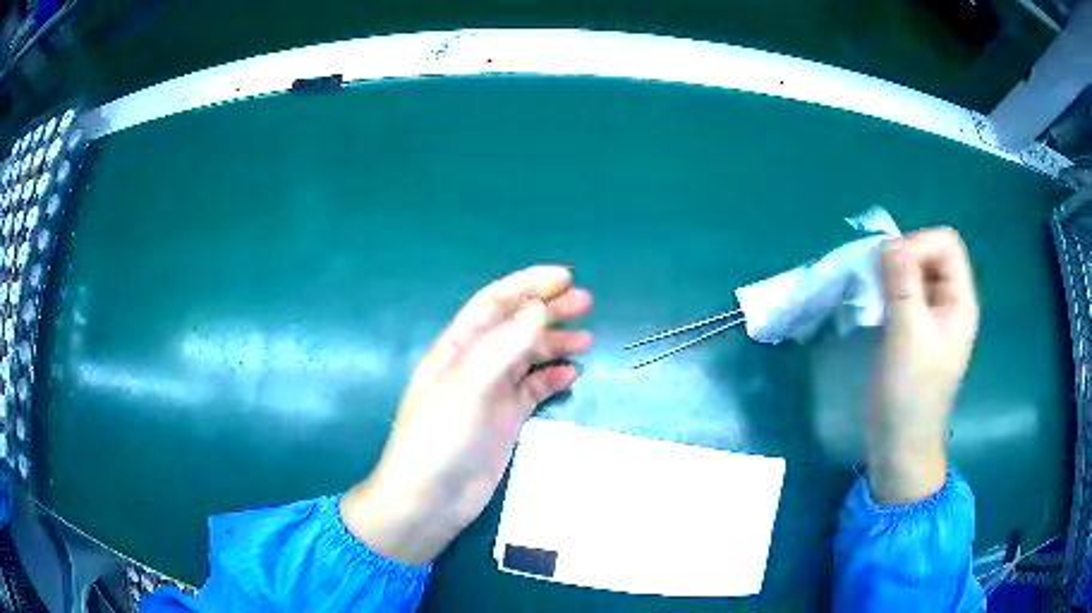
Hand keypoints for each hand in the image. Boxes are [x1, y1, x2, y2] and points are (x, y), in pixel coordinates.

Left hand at [340, 266, 592, 564]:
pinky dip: (551, 378)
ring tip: (586, 336)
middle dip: (548, 309)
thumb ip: (505, 345)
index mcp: (457, 347)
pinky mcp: (505, 420)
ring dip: (554, 342)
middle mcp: (475, 364)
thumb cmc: (440, 438)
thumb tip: (540, 307)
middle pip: (515, 325)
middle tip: (586, 302)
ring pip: (527, 356)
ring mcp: (491, 393)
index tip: (565, 277)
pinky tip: (571, 374)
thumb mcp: (468, 385)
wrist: (430, 499)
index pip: (494, 302)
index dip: (528, 284)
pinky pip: (532, 390)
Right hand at [869, 228, 978, 504]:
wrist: (900, 444)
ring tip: (873, 295)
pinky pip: (905, 294)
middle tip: (878, 282)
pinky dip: (889, 292)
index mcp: (960, 301)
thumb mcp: (907, 333)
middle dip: (903, 258)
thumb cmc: (910, 392)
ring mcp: (933, 318)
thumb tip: (888, 241)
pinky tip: (875, 308)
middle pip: (931, 254)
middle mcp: (950, 303)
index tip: (890, 270)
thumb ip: (902, 282)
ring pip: (916, 273)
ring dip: (893, 275)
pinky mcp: (916, 331)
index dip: (918, 245)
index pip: (945, 244)